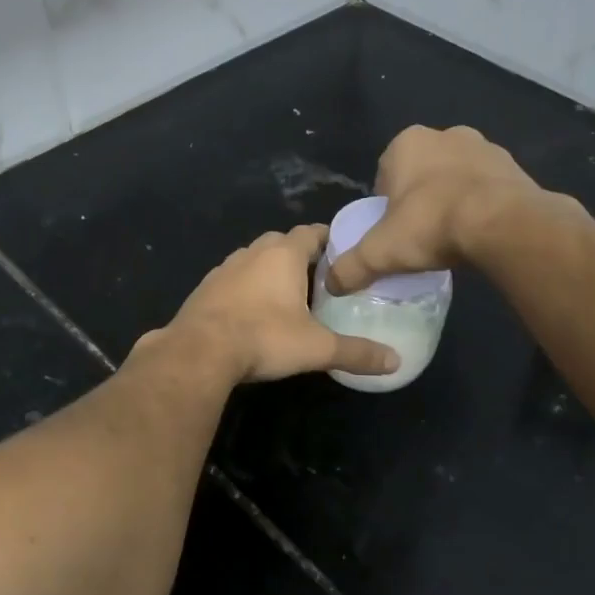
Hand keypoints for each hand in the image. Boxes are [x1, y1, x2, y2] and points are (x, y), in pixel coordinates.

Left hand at [150, 225, 399, 383]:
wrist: (199, 351)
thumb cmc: (264, 338)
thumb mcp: (317, 348)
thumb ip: (357, 352)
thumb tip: (396, 362)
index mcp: (283, 254)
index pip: (312, 232)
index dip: (329, 240)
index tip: (343, 257)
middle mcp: (252, 252)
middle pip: (282, 243)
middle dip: (300, 257)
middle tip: (319, 282)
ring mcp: (224, 269)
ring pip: (254, 261)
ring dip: (270, 273)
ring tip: (287, 299)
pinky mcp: (204, 289)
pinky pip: (233, 281)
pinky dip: (246, 290)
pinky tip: (252, 314)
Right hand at [326, 125, 579, 294]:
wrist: (503, 224)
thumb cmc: (431, 225)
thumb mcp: (379, 253)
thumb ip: (350, 268)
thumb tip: (330, 285)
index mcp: (407, 143)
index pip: (385, 173)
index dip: (385, 204)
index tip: (392, 231)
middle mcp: (445, 135)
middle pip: (422, 173)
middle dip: (419, 198)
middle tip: (420, 235)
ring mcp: (485, 147)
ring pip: (456, 177)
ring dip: (452, 199)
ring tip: (451, 237)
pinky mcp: (515, 166)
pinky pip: (488, 188)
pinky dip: (481, 205)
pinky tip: (479, 234)